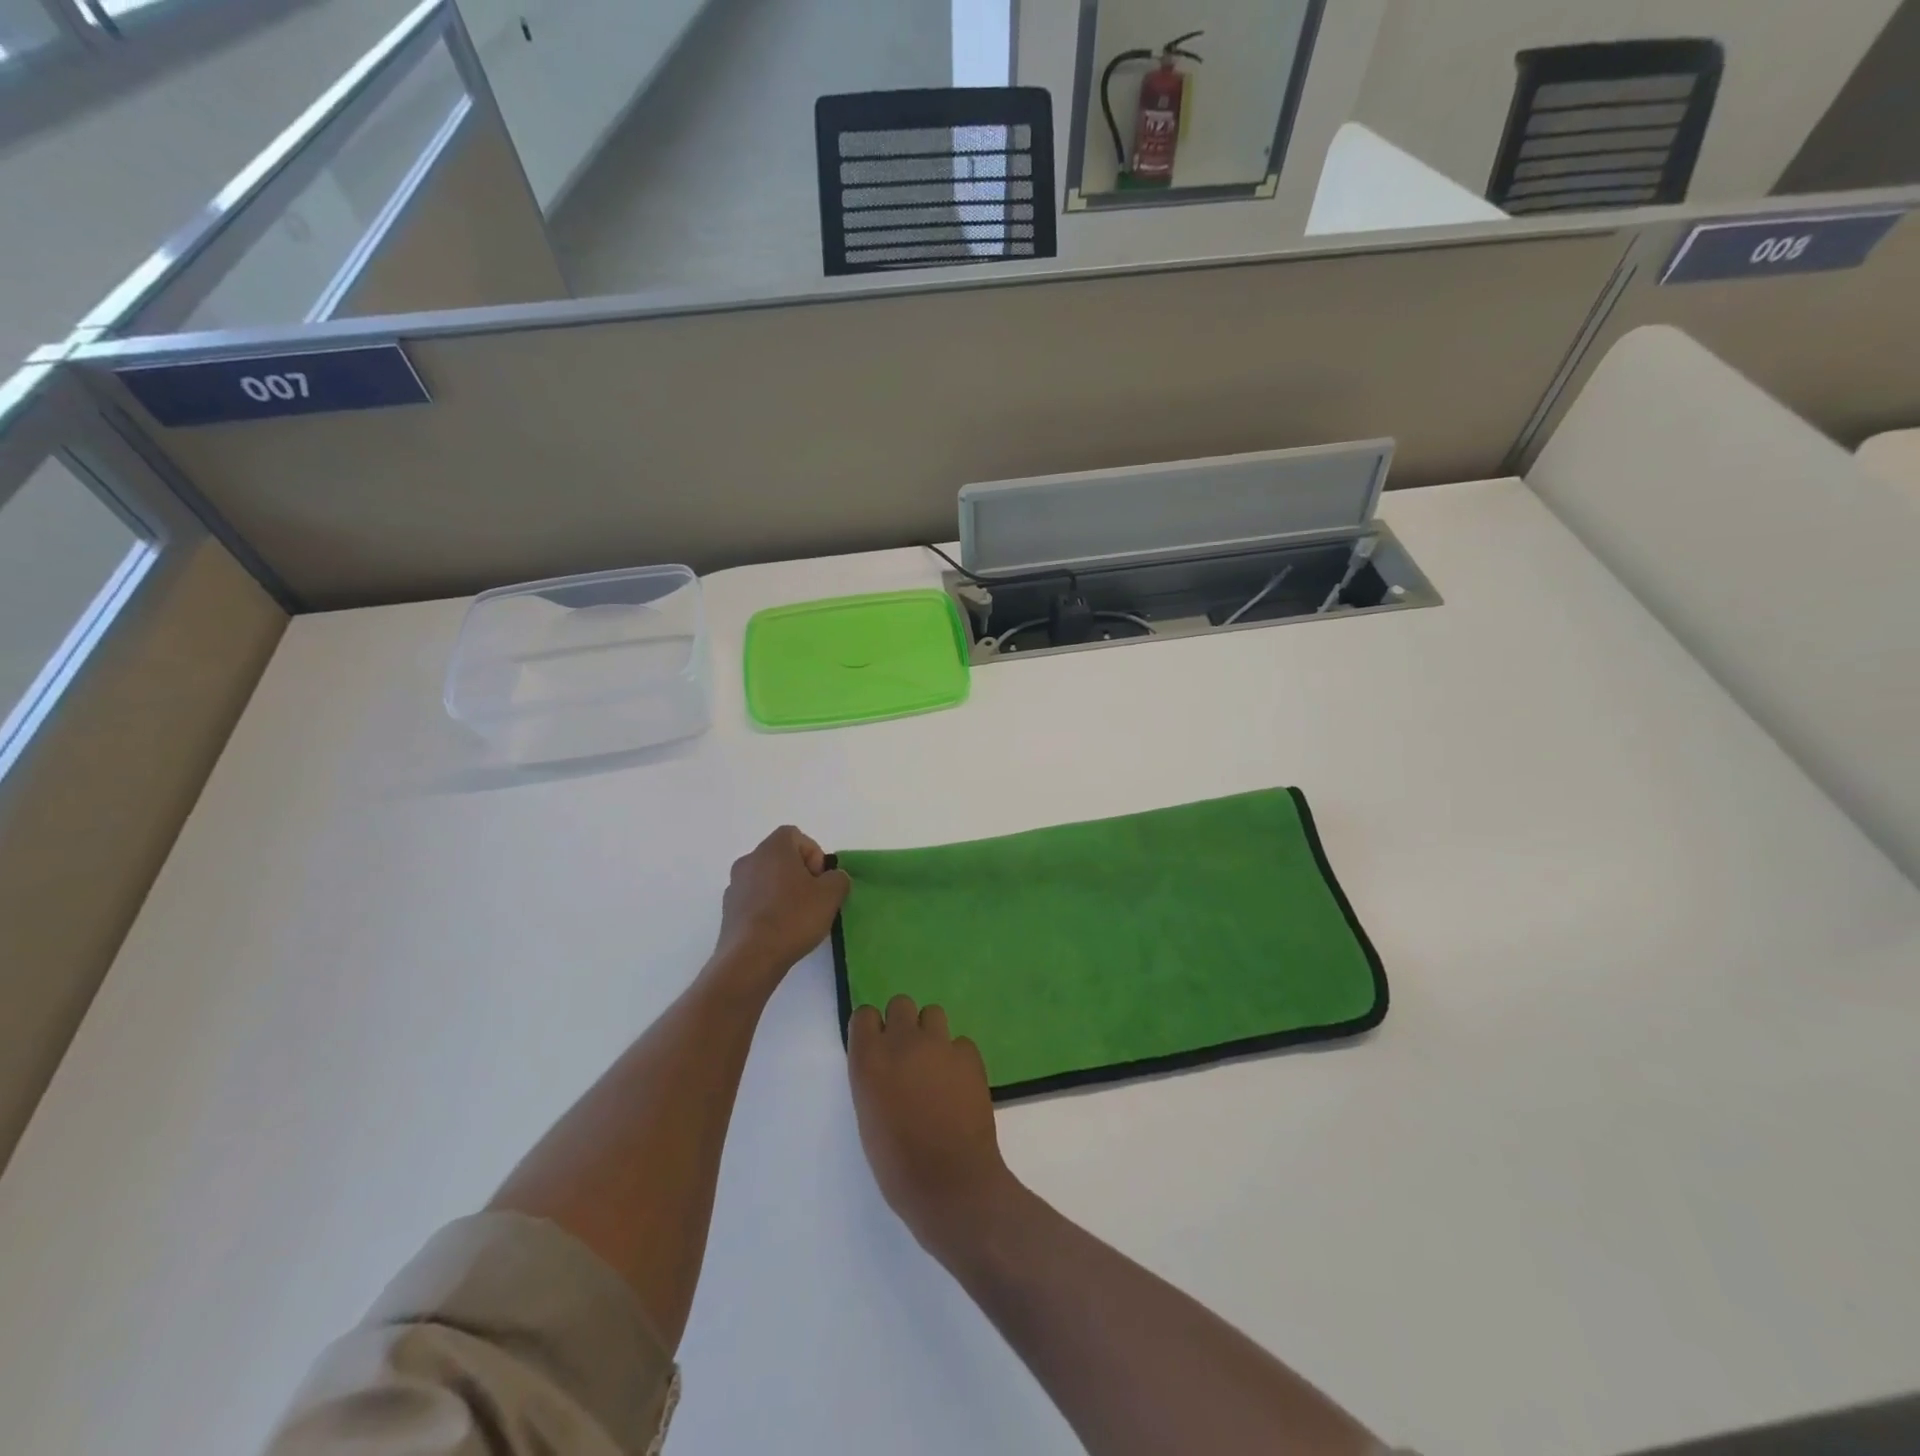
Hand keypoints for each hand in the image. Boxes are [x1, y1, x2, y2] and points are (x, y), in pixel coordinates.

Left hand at [711, 826, 849, 992]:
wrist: (750, 958)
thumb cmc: (793, 917)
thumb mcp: (831, 895)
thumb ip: (838, 878)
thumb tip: (832, 879)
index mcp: (773, 848)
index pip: (795, 835)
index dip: (813, 854)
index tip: (819, 880)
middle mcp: (749, 860)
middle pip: (780, 857)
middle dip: (799, 874)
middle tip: (813, 899)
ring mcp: (734, 885)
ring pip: (766, 879)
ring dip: (782, 892)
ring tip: (796, 918)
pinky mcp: (728, 910)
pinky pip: (754, 900)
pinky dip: (767, 908)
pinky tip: (778, 931)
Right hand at [847, 996, 1017, 1256]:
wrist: (951, 1183)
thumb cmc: (898, 1165)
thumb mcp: (868, 1118)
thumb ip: (873, 1080)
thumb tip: (885, 1066)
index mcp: (869, 1061)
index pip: (863, 1015)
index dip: (871, 1029)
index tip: (876, 1047)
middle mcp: (902, 1042)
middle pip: (900, 1003)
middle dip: (902, 1023)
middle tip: (907, 1053)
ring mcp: (939, 1045)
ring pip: (933, 1013)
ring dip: (931, 1033)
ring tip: (935, 1064)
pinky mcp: (969, 1055)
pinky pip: (960, 1042)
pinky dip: (957, 1057)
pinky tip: (959, 1083)